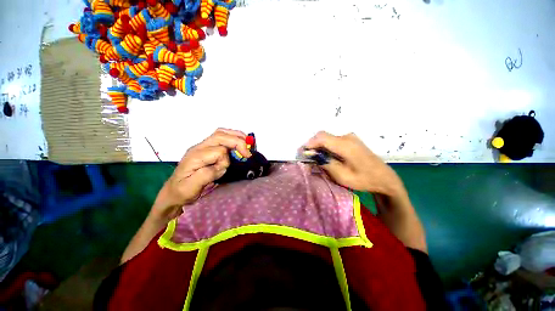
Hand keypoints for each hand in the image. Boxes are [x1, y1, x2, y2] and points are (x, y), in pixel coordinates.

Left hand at [151, 128, 251, 221]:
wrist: (173, 192)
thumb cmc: (182, 191)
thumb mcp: (191, 188)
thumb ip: (206, 174)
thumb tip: (221, 164)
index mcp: (195, 156)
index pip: (218, 151)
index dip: (226, 160)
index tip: (227, 169)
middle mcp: (199, 147)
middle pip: (220, 135)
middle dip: (237, 142)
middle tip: (248, 153)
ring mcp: (203, 146)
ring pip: (221, 133)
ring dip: (236, 136)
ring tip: (247, 144)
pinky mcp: (207, 149)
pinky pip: (222, 138)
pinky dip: (233, 138)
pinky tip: (240, 143)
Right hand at [305, 131, 404, 196]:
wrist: (384, 178)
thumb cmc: (363, 179)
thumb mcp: (341, 175)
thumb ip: (325, 163)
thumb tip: (312, 155)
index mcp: (345, 145)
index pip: (321, 137)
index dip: (310, 144)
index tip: (303, 153)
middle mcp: (347, 137)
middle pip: (323, 136)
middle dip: (313, 145)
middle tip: (308, 157)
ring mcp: (350, 137)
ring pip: (328, 138)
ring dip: (319, 146)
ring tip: (316, 158)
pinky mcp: (351, 140)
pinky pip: (334, 140)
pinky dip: (326, 146)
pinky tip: (326, 155)